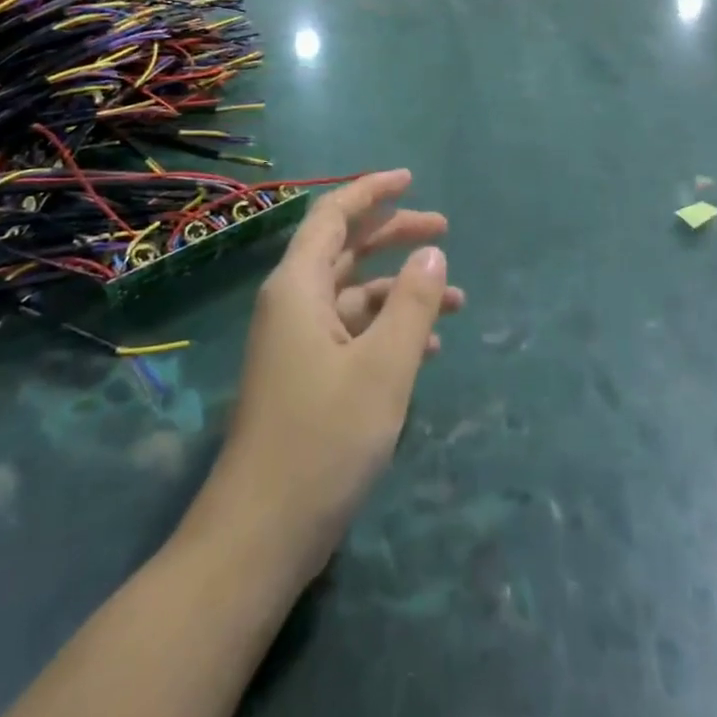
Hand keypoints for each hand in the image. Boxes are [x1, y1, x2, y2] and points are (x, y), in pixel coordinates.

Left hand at [200, 170, 460, 584]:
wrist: (259, 536)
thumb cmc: (322, 440)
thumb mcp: (383, 367)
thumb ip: (412, 304)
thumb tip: (432, 253)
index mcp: (298, 288)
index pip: (333, 216)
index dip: (371, 191)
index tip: (410, 179)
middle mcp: (292, 305)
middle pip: (346, 250)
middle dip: (394, 236)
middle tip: (444, 230)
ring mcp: (296, 344)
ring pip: (354, 295)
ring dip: (401, 290)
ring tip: (456, 298)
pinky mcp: (306, 378)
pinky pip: (352, 333)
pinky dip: (388, 330)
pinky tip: (428, 349)